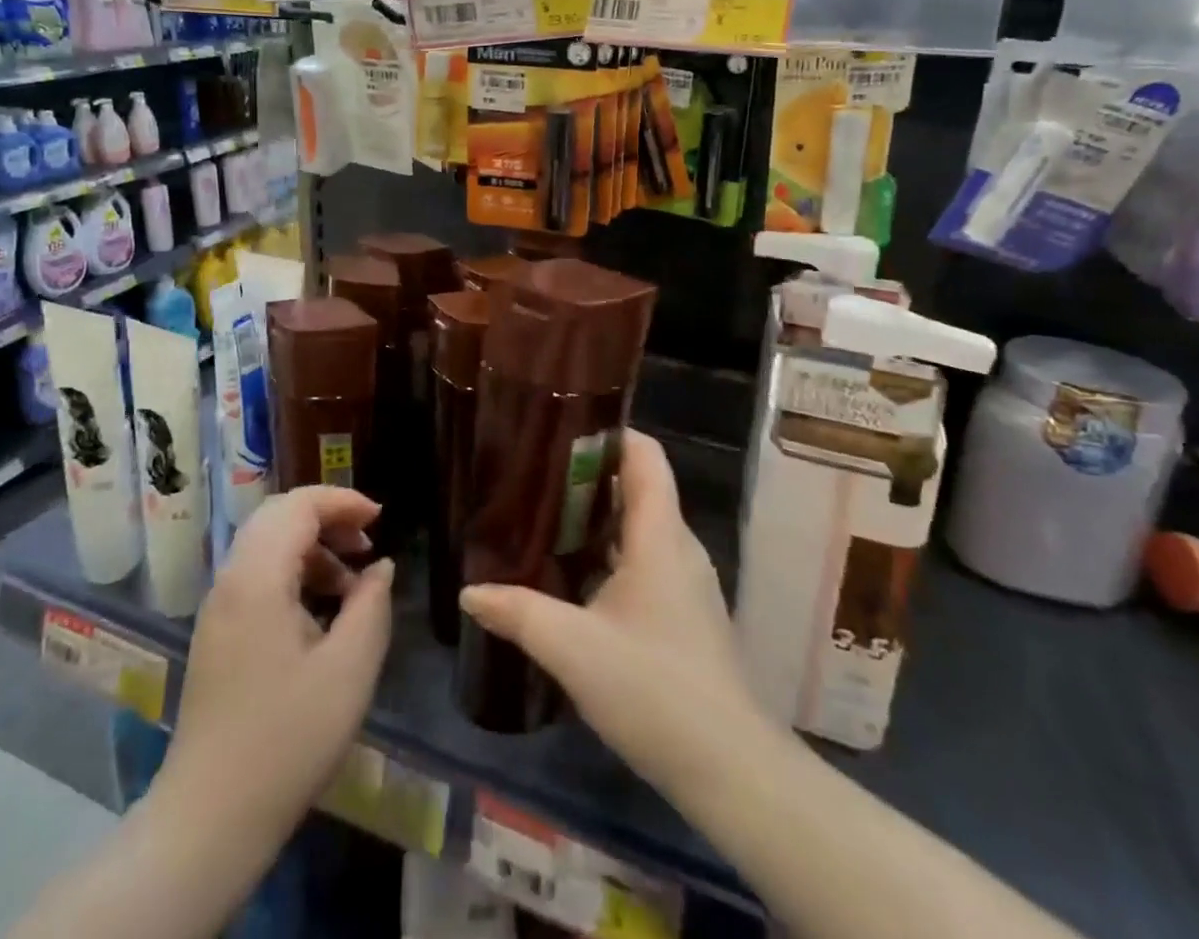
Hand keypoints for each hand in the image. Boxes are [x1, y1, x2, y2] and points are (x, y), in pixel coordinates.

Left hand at [165, 486, 394, 843]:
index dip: (342, 501)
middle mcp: (230, 580)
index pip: (298, 506)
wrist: (210, 818)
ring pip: (266, 545)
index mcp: (257, 578)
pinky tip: (321, 612)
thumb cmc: (288, 738)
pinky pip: (256, 576)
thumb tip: (379, 567)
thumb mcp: (350, 669)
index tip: (381, 519)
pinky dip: (292, 572)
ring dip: (311, 547)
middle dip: (327, 517)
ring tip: (352, 582)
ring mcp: (218, 608)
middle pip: (278, 516)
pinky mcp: (216, 634)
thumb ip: (372, 604)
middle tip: (367, 543)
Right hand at [459, 430, 762, 796]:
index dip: (609, 433)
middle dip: (590, 476)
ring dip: (598, 518)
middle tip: (536, 475)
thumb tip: (469, 592)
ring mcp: (687, 582)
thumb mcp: (573, 648)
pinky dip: (611, 553)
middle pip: (639, 487)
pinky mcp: (686, 614)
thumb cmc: (653, 689)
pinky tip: (575, 577)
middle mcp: (678, 547)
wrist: (729, 769)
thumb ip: (519, 613)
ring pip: (641, 527)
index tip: (561, 430)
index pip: (645, 455)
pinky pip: (646, 560)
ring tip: (545, 519)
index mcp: (660, 535)